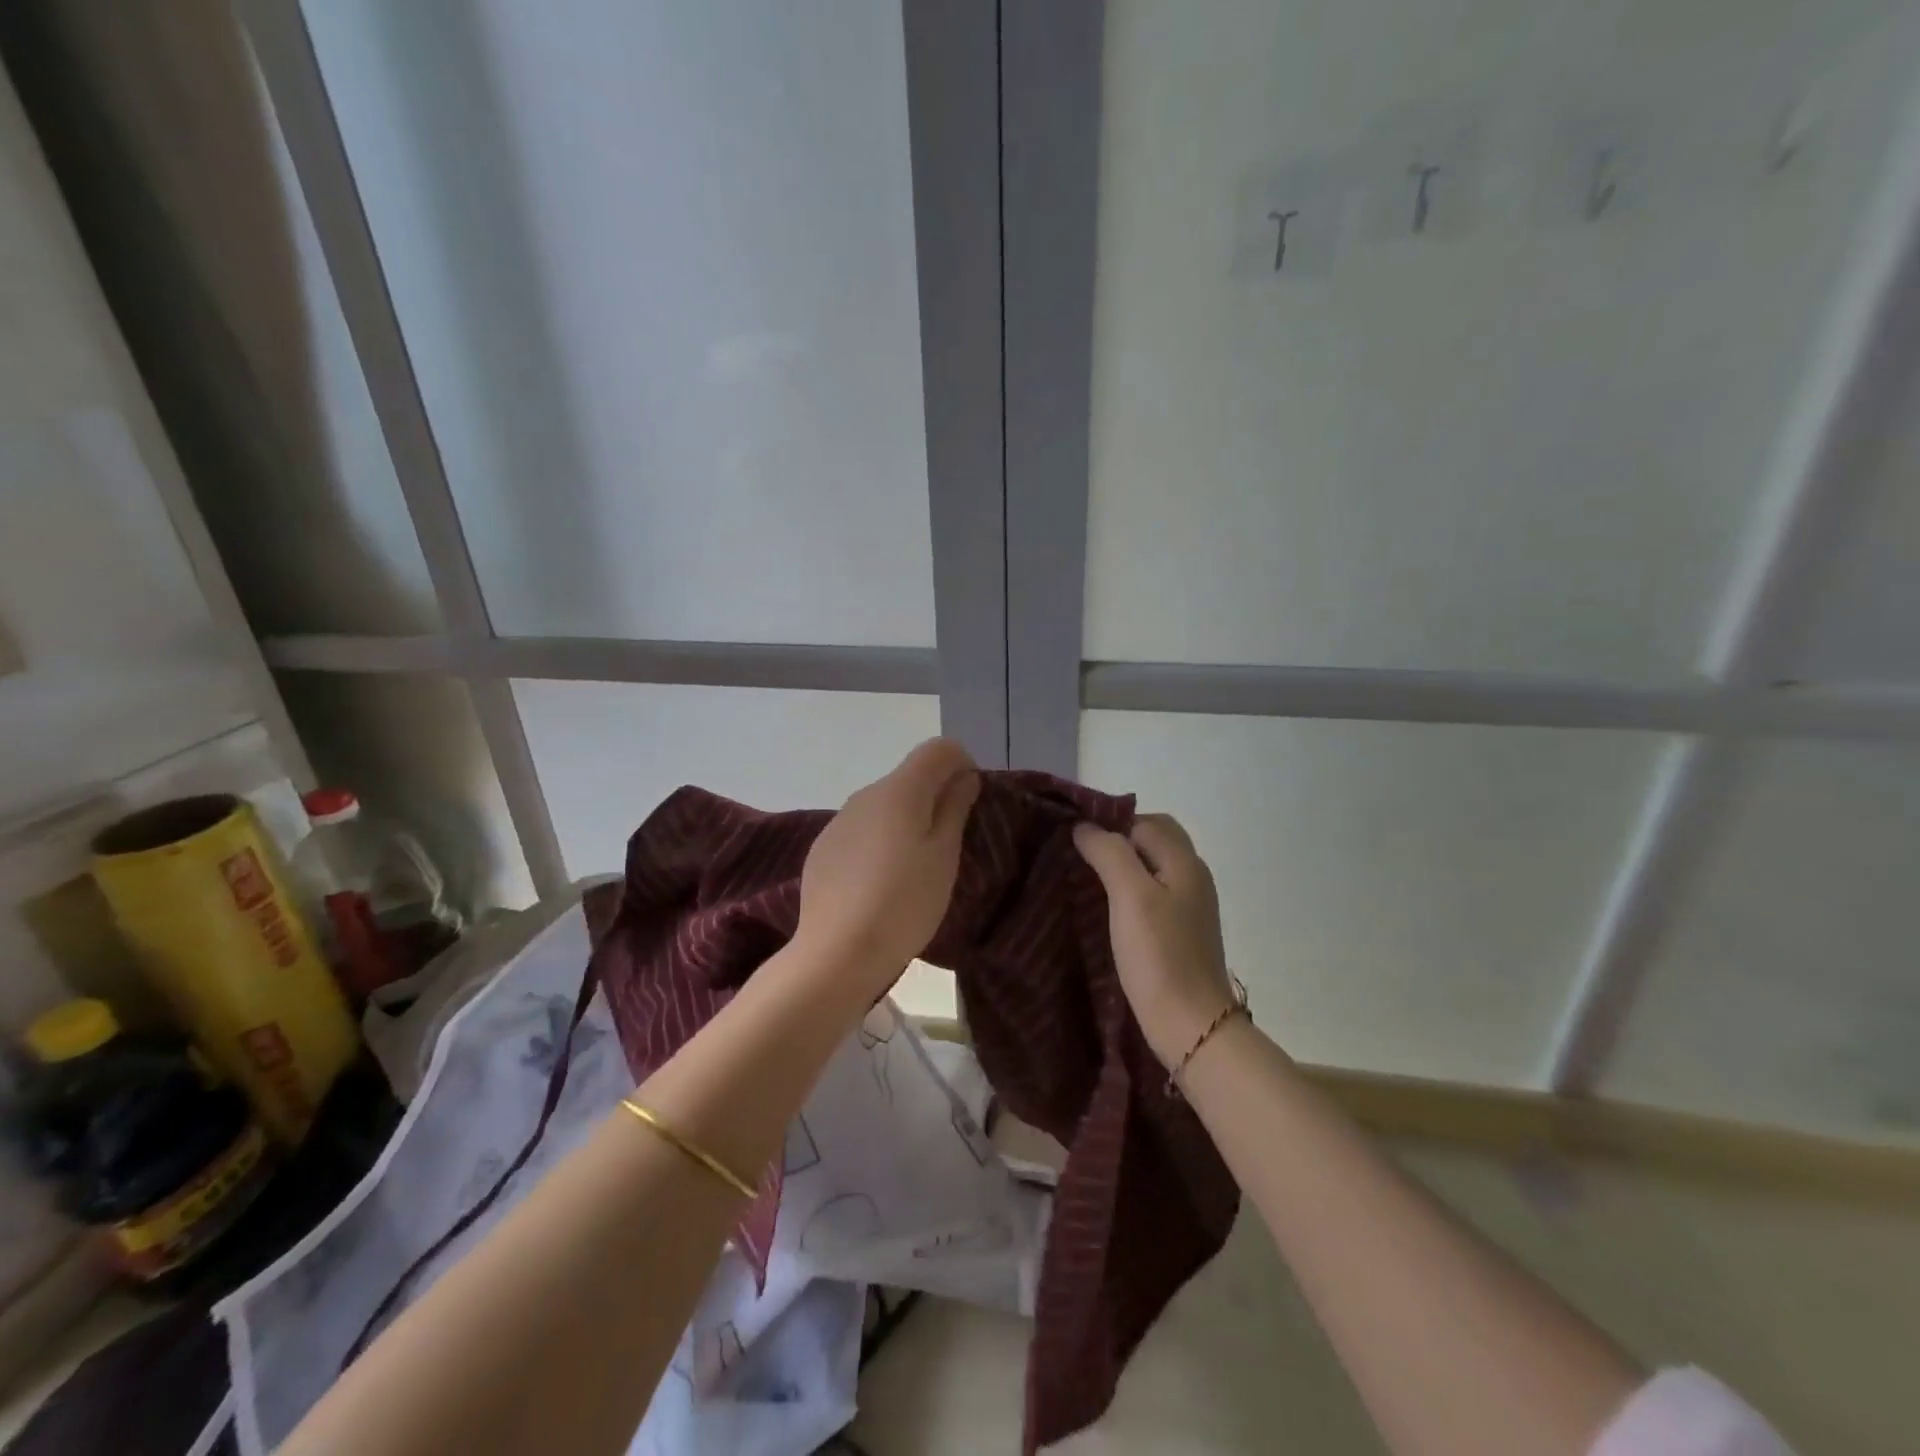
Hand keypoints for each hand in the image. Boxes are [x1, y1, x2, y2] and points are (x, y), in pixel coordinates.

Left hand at [796, 738, 979, 1001]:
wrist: (837, 952)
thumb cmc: (904, 902)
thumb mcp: (944, 856)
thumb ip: (955, 808)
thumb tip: (963, 776)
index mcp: (899, 790)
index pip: (938, 749)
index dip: (961, 765)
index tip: (970, 803)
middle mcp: (866, 794)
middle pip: (910, 778)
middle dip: (935, 798)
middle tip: (949, 845)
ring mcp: (839, 821)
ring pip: (885, 806)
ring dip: (906, 822)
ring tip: (914, 870)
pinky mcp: (823, 849)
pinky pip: (862, 831)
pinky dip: (879, 842)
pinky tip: (880, 884)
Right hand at [1074, 814, 1236, 1069]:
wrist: (1190, 1026)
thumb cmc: (1159, 956)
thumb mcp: (1129, 896)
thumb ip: (1109, 853)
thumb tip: (1084, 827)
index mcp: (1185, 862)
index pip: (1145, 821)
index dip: (1111, 823)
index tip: (1075, 839)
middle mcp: (1192, 877)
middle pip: (1153, 840)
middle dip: (1117, 841)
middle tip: (1080, 857)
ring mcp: (1189, 906)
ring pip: (1152, 867)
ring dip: (1121, 866)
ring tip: (1085, 879)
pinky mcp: (1180, 932)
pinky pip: (1153, 893)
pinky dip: (1129, 890)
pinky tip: (1106, 908)